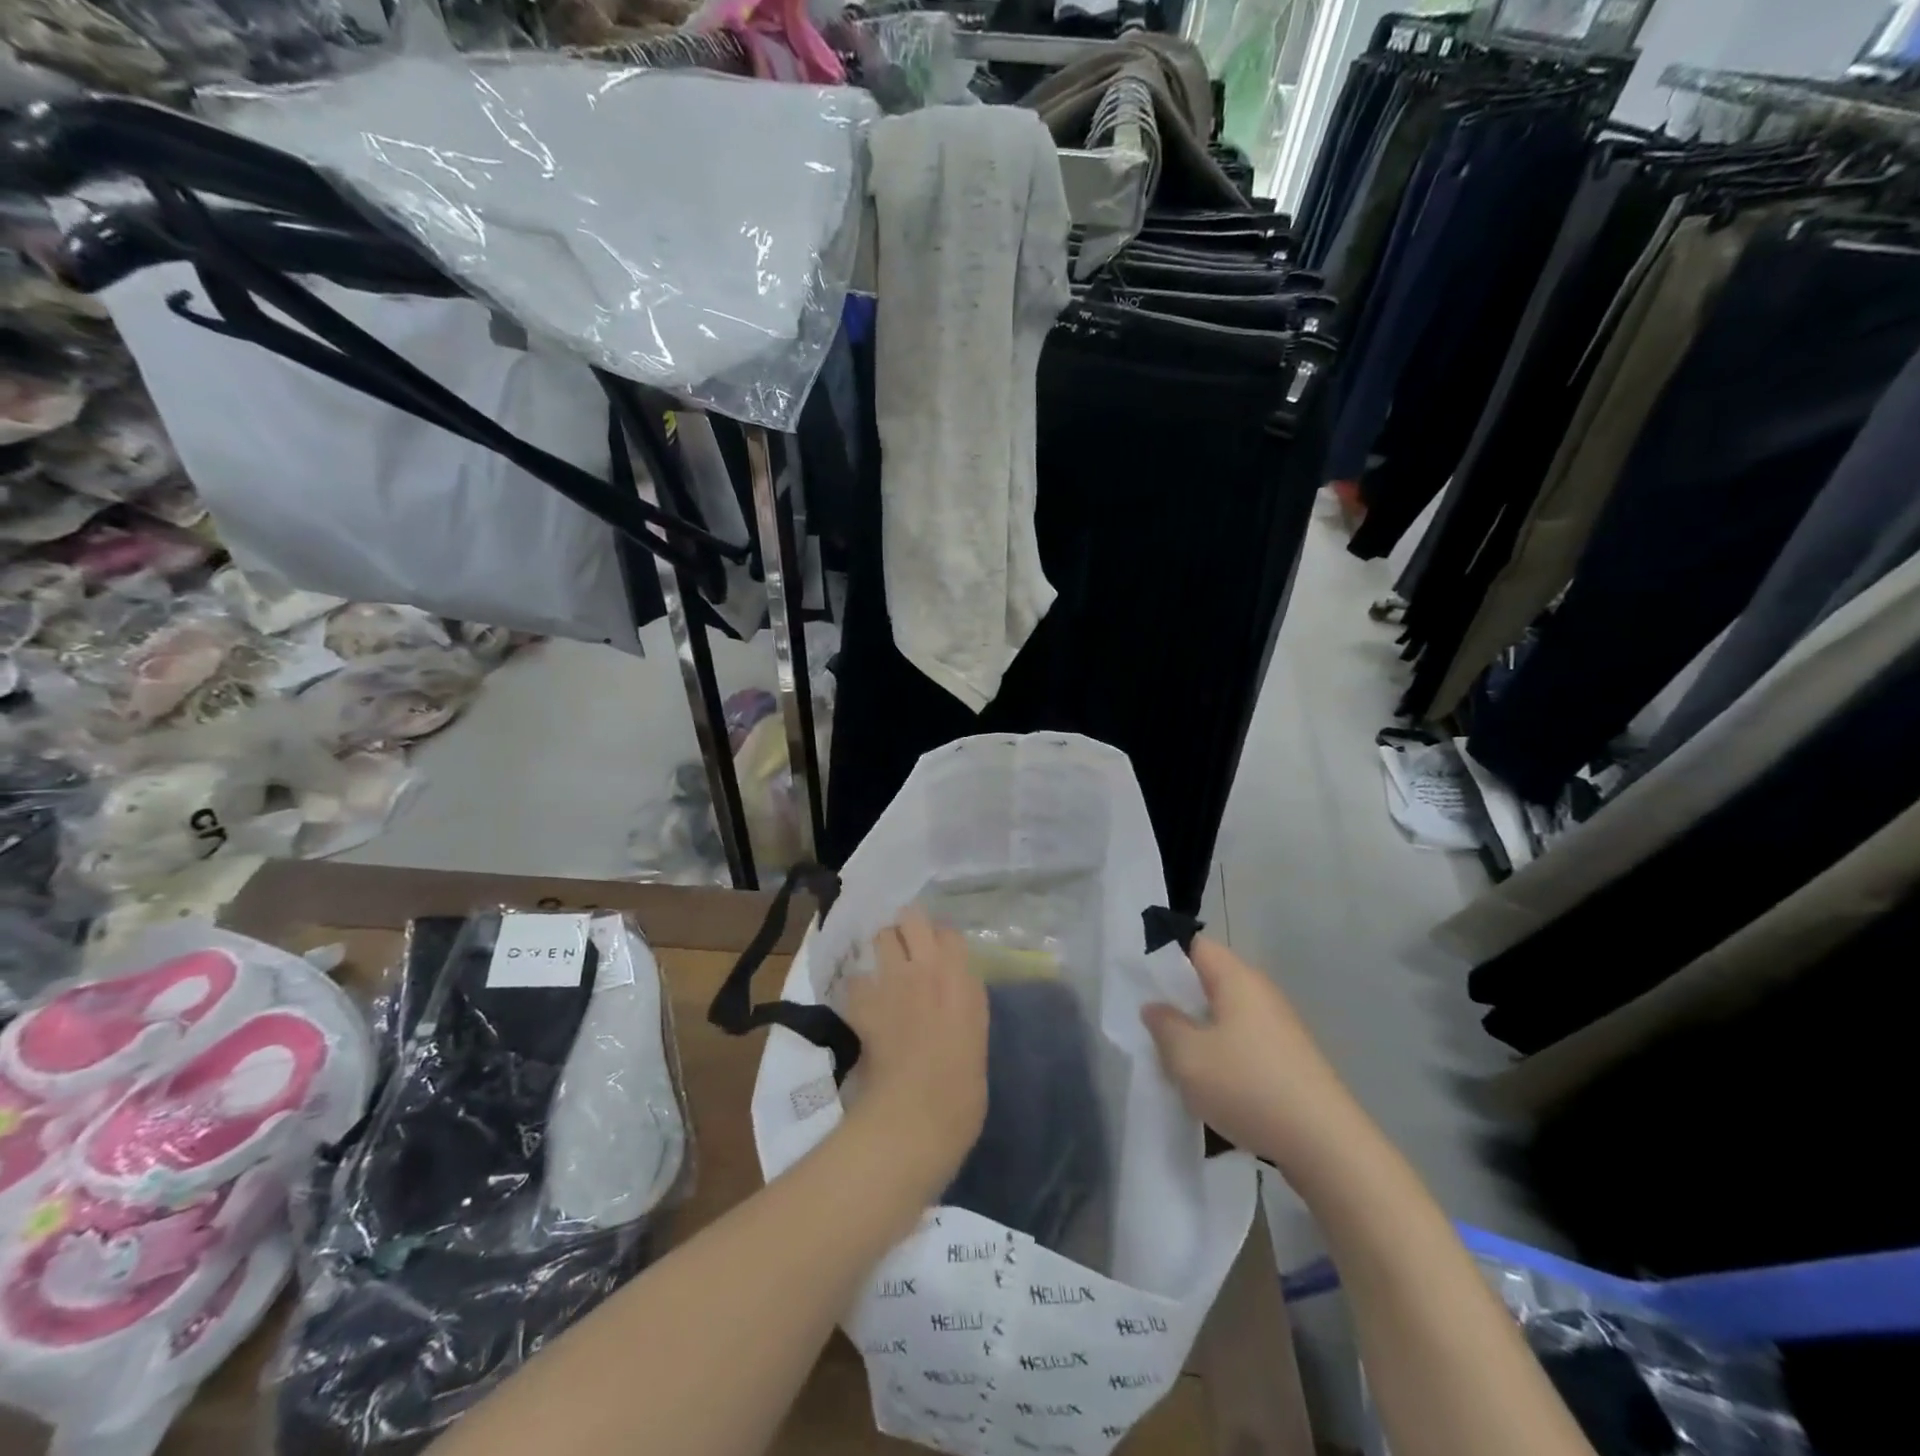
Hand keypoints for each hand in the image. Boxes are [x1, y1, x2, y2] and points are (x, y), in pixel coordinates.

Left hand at [841, 907, 988, 1200]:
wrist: (917, 1114)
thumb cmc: (962, 1088)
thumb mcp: (976, 1033)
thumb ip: (964, 999)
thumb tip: (951, 988)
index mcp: (962, 978)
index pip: (949, 932)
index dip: (942, 941)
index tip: (940, 956)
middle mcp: (927, 967)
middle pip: (912, 917)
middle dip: (908, 927)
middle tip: (908, 949)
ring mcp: (892, 980)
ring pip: (881, 936)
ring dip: (883, 948)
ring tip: (884, 970)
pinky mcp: (862, 1000)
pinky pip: (857, 979)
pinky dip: (860, 989)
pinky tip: (864, 1006)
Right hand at [1143, 937, 1366, 1180]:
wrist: (1326, 1145)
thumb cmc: (1247, 1086)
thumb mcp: (1187, 1057)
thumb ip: (1164, 1026)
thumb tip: (1156, 1007)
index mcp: (1237, 979)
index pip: (1196, 946)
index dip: (1166, 959)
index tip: (1142, 984)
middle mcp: (1262, 994)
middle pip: (1211, 983)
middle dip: (1181, 1003)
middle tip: (1153, 1027)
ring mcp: (1281, 1028)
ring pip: (1227, 1018)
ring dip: (1201, 1035)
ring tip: (1178, 1063)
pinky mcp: (1291, 1061)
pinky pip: (1245, 1045)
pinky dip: (1224, 1058)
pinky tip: (1213, 1089)